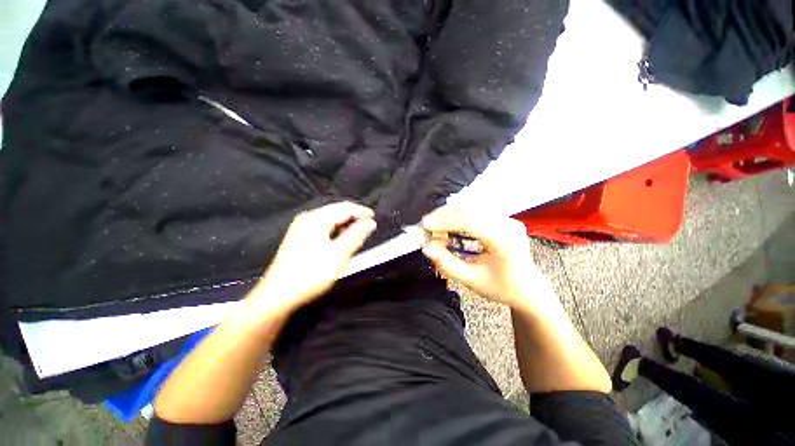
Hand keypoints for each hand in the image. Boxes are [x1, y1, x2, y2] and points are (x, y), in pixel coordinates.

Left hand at [249, 201, 376, 314]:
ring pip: (329, 220)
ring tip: (357, 236)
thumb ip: (356, 235)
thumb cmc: (311, 273)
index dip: (361, 211)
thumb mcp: (339, 254)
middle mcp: (307, 218)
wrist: (278, 295)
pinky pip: (323, 228)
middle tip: (367, 228)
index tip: (375, 218)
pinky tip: (340, 242)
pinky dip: (335, 232)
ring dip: (345, 226)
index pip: (344, 208)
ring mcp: (301, 228)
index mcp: (316, 219)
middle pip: (336, 212)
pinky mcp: (299, 238)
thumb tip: (370, 222)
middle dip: (353, 218)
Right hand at [421, 207, 551, 310]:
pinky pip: (479, 212)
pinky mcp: (506, 220)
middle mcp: (509, 225)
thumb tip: (427, 248)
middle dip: (445, 216)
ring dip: (451, 215)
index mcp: (504, 241)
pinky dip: (461, 217)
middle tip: (427, 224)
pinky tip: (450, 223)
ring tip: (436, 224)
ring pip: (473, 209)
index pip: (468, 222)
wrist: (529, 290)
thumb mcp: (471, 280)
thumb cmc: (502, 288)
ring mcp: (509, 221)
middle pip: (470, 211)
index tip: (426, 225)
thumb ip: (447, 263)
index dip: (444, 222)